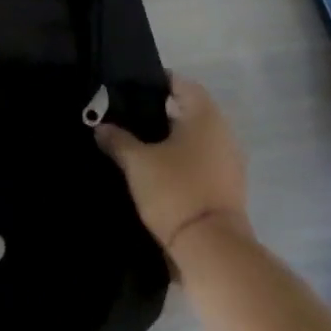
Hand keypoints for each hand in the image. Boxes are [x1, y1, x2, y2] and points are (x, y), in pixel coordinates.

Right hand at [96, 76, 250, 261]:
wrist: (211, 248)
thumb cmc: (174, 190)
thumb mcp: (137, 162)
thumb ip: (118, 140)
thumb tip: (101, 127)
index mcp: (205, 117)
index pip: (183, 84)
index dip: (158, 82)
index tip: (131, 87)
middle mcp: (223, 134)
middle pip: (190, 111)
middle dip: (160, 112)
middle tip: (126, 116)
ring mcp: (229, 162)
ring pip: (195, 139)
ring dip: (170, 139)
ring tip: (136, 144)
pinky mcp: (227, 188)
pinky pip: (200, 161)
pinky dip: (180, 160)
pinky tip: (155, 170)